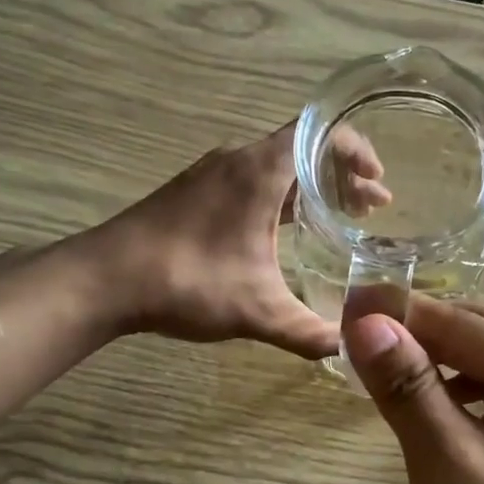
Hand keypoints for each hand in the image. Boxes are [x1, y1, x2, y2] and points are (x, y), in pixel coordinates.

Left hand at [88, 123, 377, 359]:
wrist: (103, 280)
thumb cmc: (187, 282)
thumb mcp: (258, 311)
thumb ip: (308, 331)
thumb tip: (348, 349)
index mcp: (260, 171)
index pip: (322, 134)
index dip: (358, 151)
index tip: (380, 182)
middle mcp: (238, 160)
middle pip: (303, 148)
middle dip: (342, 175)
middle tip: (371, 208)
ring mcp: (212, 173)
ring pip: (276, 165)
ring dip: (311, 186)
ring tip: (339, 217)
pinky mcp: (194, 192)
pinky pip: (252, 180)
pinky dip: (280, 195)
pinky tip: (284, 231)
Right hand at [343, 298, 483, 483]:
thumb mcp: (448, 467)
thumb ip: (409, 388)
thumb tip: (367, 319)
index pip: (460, 322)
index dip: (396, 311)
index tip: (341, 300)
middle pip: (481, 335)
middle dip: (418, 332)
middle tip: (355, 336)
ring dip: (439, 363)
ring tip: (385, 371)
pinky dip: (464, 396)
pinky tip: (433, 413)